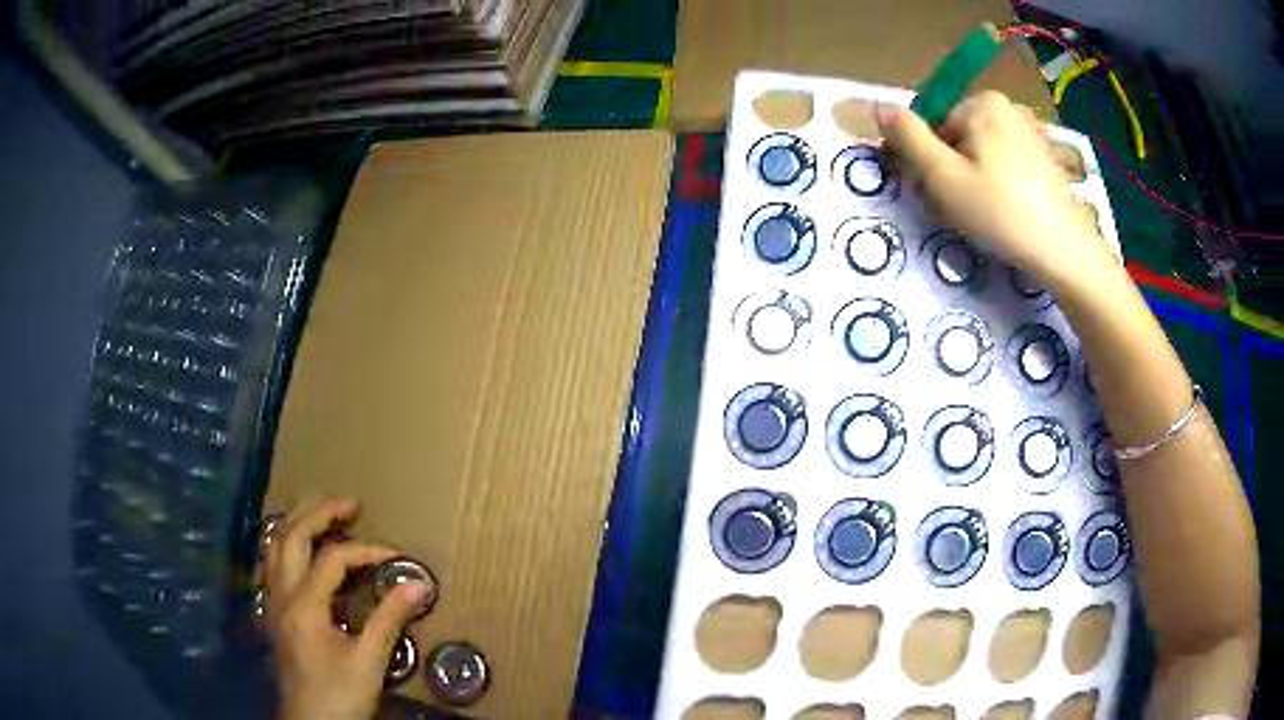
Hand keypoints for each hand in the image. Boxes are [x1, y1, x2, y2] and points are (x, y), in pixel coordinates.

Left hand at [262, 497, 431, 719]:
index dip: (365, 550)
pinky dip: (285, 544)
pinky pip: (272, 564)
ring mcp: (272, 602)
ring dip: (297, 522)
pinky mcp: (273, 613)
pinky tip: (297, 549)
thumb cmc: (340, 694)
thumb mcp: (369, 661)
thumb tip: (420, 585)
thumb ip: (389, 619)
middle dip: (319, 513)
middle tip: (349, 503)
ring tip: (320, 509)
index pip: (332, 559)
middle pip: (291, 537)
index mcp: (303, 604)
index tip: (395, 556)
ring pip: (274, 546)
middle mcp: (281, 594)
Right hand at [877, 91, 1113, 293]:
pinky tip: (1002, 213)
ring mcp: (1030, 132)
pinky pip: (1004, 163)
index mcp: (980, 102)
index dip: (920, 158)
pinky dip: (995, 184)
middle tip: (952, 210)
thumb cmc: (1001, 213)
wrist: (1066, 253)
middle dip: (947, 169)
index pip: (929, 122)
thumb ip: (907, 138)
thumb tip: (878, 106)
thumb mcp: (943, 177)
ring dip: (968, 180)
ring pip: (979, 152)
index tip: (927, 194)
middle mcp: (1007, 107)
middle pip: (955, 135)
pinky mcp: (1044, 158)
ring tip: (978, 216)